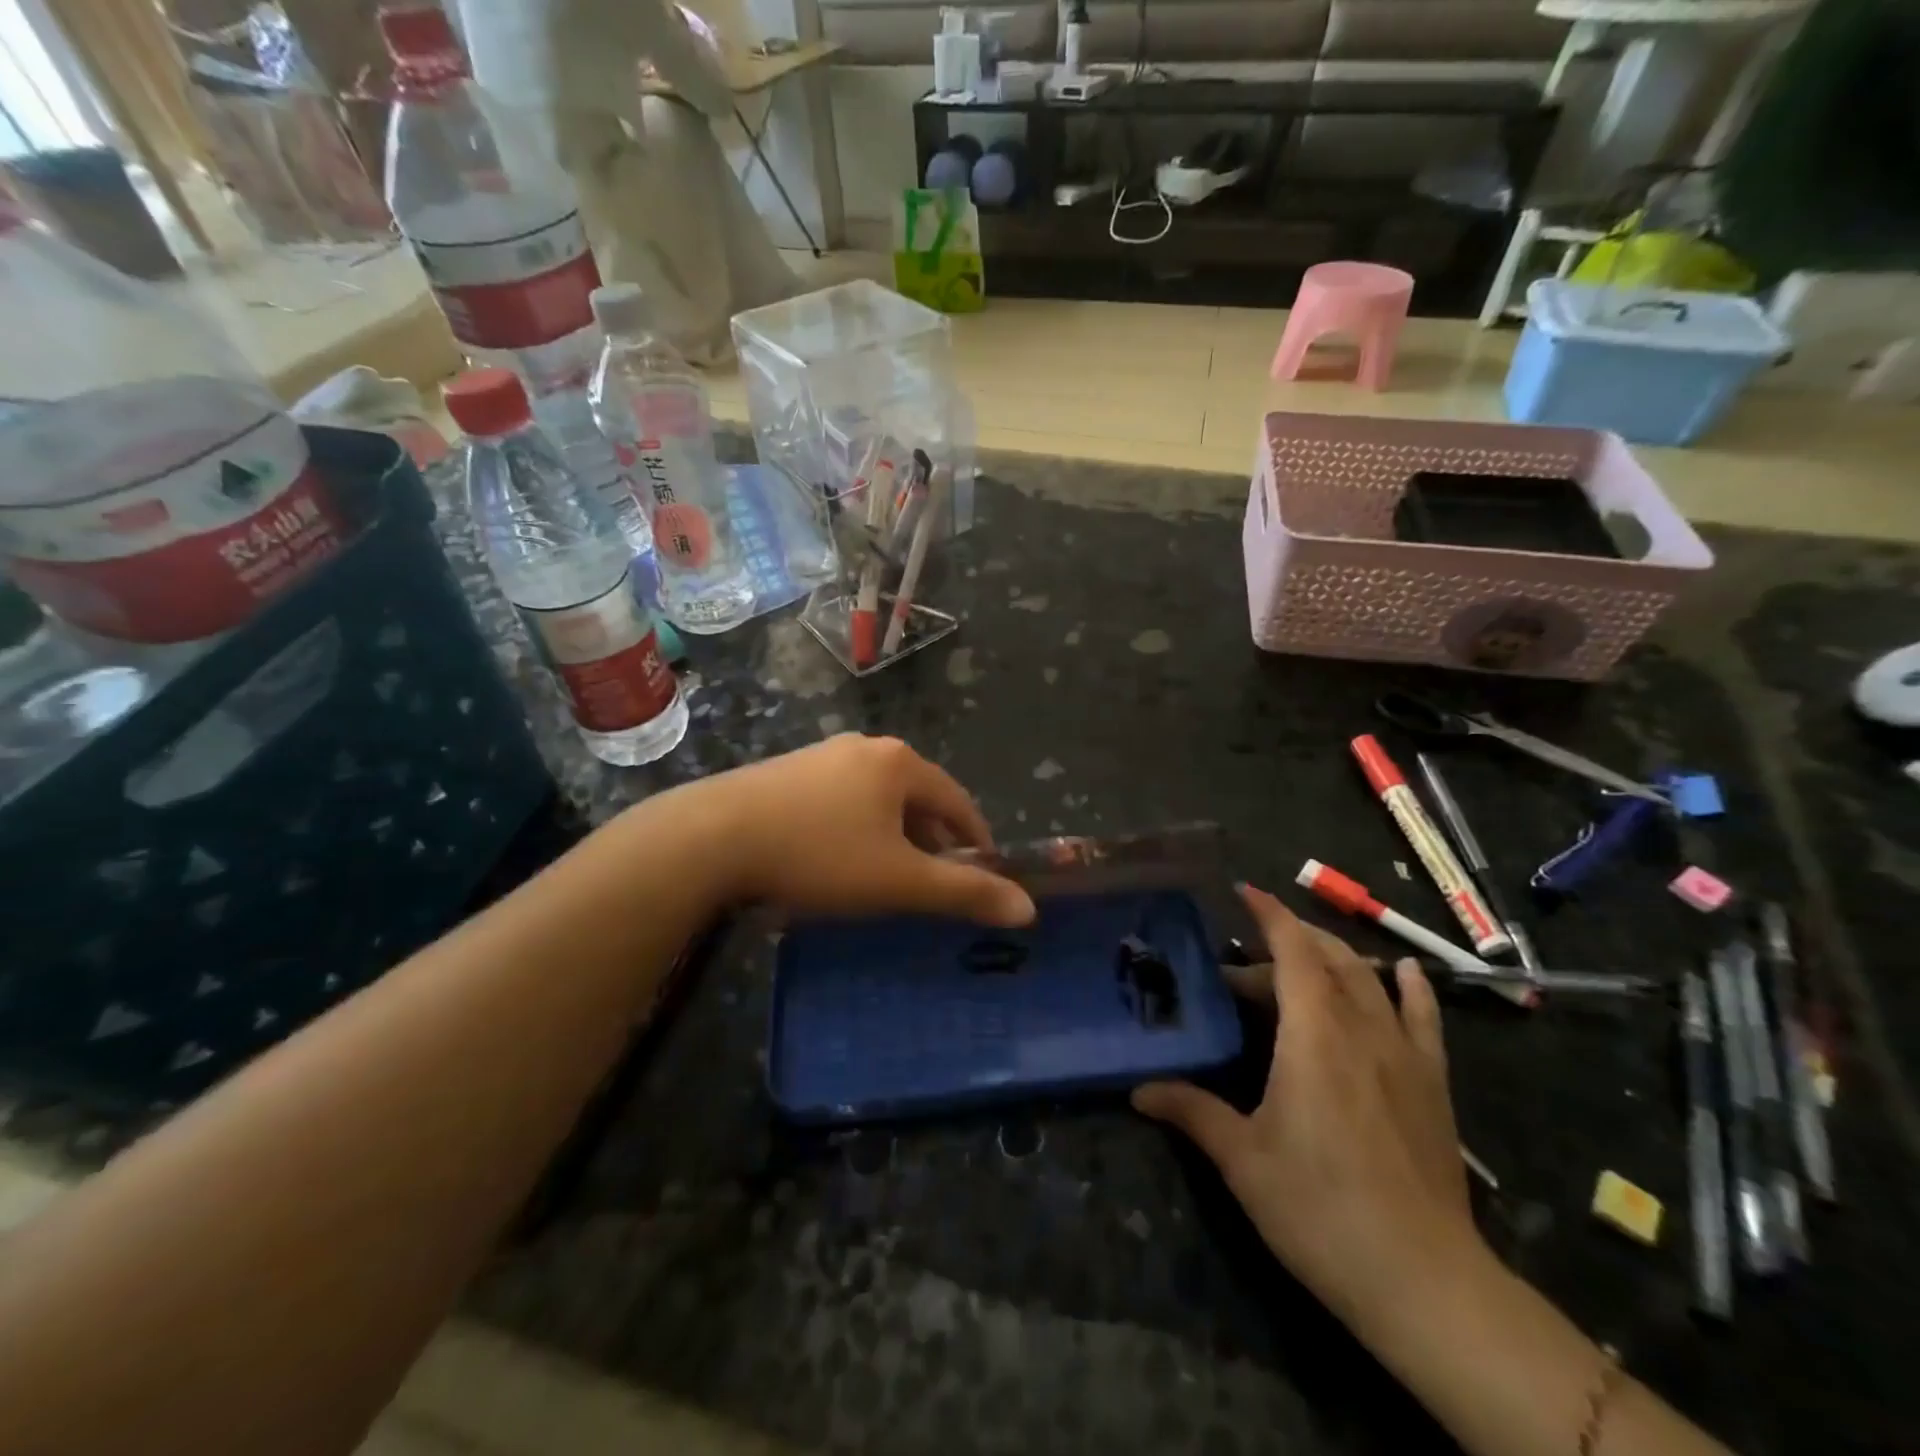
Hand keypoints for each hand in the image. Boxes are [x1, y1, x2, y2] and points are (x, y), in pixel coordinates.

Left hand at [666, 735, 1036, 926]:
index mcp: (900, 763)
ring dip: (892, 835)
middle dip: (932, 840)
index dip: (977, 839)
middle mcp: (865, 748)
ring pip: (877, 799)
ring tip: (885, 875)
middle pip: (918, 797)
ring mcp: (822, 755)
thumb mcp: (899, 881)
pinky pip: (841, 800)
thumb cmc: (819, 855)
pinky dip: (855, 828)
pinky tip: (835, 858)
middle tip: (933, 882)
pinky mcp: (786, 772)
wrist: (712, 838)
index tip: (984, 874)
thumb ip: (964, 893)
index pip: (959, 800)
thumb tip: (1027, 909)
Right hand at [1132, 884, 1488, 1338]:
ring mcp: (1403, 1053)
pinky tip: (1403, 971)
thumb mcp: (1242, 1159)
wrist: (1424, 1280)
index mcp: (1312, 1034)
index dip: (1269, 915)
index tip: (1243, 890)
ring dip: (1333, 957)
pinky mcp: (1432, 1083)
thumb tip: (1139, 1090)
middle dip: (1285, 944)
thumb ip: (1191, 1112)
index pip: (1293, 951)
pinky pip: (1424, 1018)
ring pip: (1369, 979)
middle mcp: (1360, 1028)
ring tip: (1301, 960)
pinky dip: (1412, 987)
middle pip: (1326, 959)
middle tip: (1243, 968)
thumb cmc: (1319, 1207)